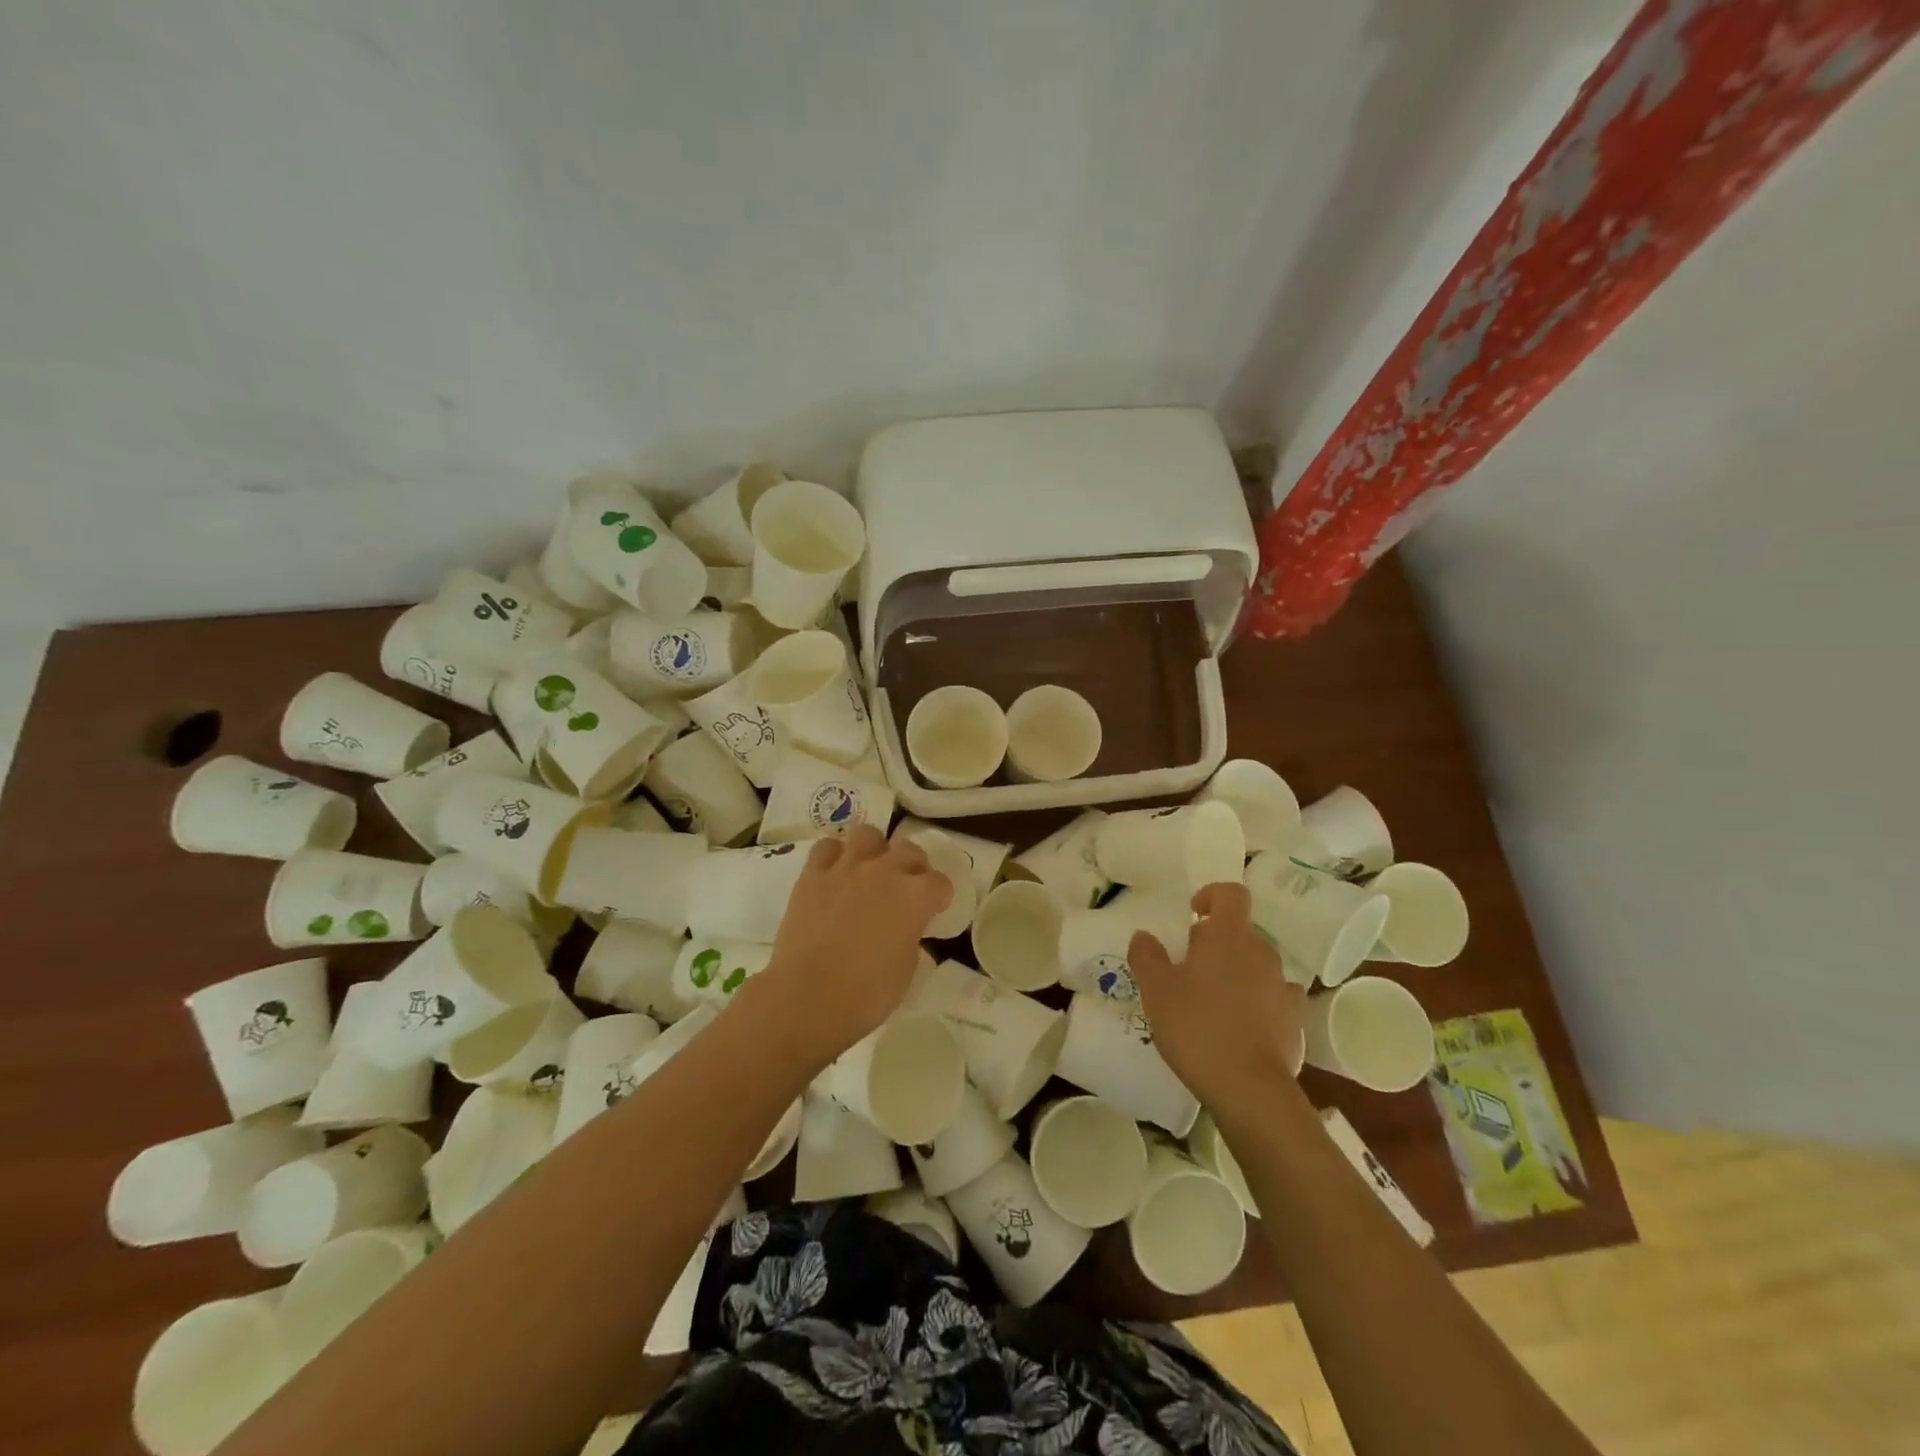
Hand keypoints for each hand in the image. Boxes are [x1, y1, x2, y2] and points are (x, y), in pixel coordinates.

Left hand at [753, 825, 952, 1066]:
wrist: (809, 997)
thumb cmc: (867, 994)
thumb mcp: (906, 972)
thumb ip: (911, 941)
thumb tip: (906, 934)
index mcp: (916, 897)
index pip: (939, 883)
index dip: (939, 896)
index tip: (934, 909)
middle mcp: (885, 872)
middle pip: (908, 849)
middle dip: (912, 865)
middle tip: (904, 886)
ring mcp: (847, 868)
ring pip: (867, 834)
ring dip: (873, 849)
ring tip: (868, 868)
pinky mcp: (813, 875)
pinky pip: (826, 848)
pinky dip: (833, 856)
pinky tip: (834, 873)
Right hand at [1129, 882, 1305, 1109]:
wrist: (1249, 1088)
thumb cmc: (1197, 1027)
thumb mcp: (1156, 990)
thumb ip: (1146, 956)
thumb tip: (1144, 935)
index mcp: (1229, 936)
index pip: (1231, 893)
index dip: (1212, 895)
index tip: (1193, 914)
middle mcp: (1262, 952)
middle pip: (1241, 932)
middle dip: (1217, 943)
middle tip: (1189, 968)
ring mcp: (1283, 986)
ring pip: (1256, 965)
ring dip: (1236, 973)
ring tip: (1211, 1002)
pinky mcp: (1294, 1020)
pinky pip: (1273, 997)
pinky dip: (1256, 1002)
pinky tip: (1239, 1026)